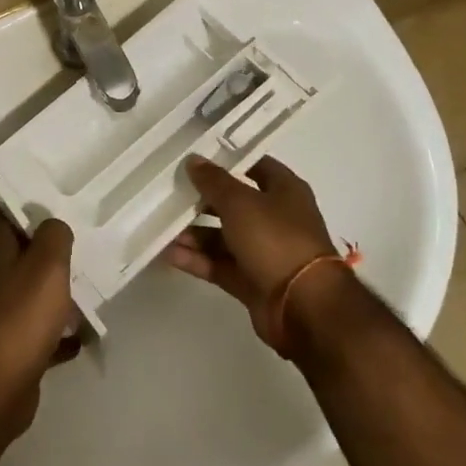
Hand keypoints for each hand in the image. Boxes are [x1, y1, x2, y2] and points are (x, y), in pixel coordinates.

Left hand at [0, 204, 79, 441]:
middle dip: (44, 243)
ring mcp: (2, 316)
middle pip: (17, 252)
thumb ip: (55, 236)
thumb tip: (55, 226)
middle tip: (77, 232)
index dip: (12, 197)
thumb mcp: (47, 264)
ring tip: (87, 279)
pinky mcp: (13, 348)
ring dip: (55, 288)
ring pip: (31, 290)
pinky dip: (59, 331)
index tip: (41, 188)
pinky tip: (81, 333)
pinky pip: (40, 331)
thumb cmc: (21, 317)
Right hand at [164, 156, 343, 349]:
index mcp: (285, 191)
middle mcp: (276, 218)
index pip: (254, 166)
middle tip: (170, 193)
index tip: (195, 158)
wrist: (303, 306)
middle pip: (235, 203)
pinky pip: (220, 265)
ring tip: (163, 227)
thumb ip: (214, 182)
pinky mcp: (252, 281)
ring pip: (224, 237)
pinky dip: (198, 260)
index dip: (227, 160)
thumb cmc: (276, 240)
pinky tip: (169, 254)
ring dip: (195, 233)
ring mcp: (265, 252)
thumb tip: (193, 160)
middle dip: (203, 200)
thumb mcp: (241, 203)